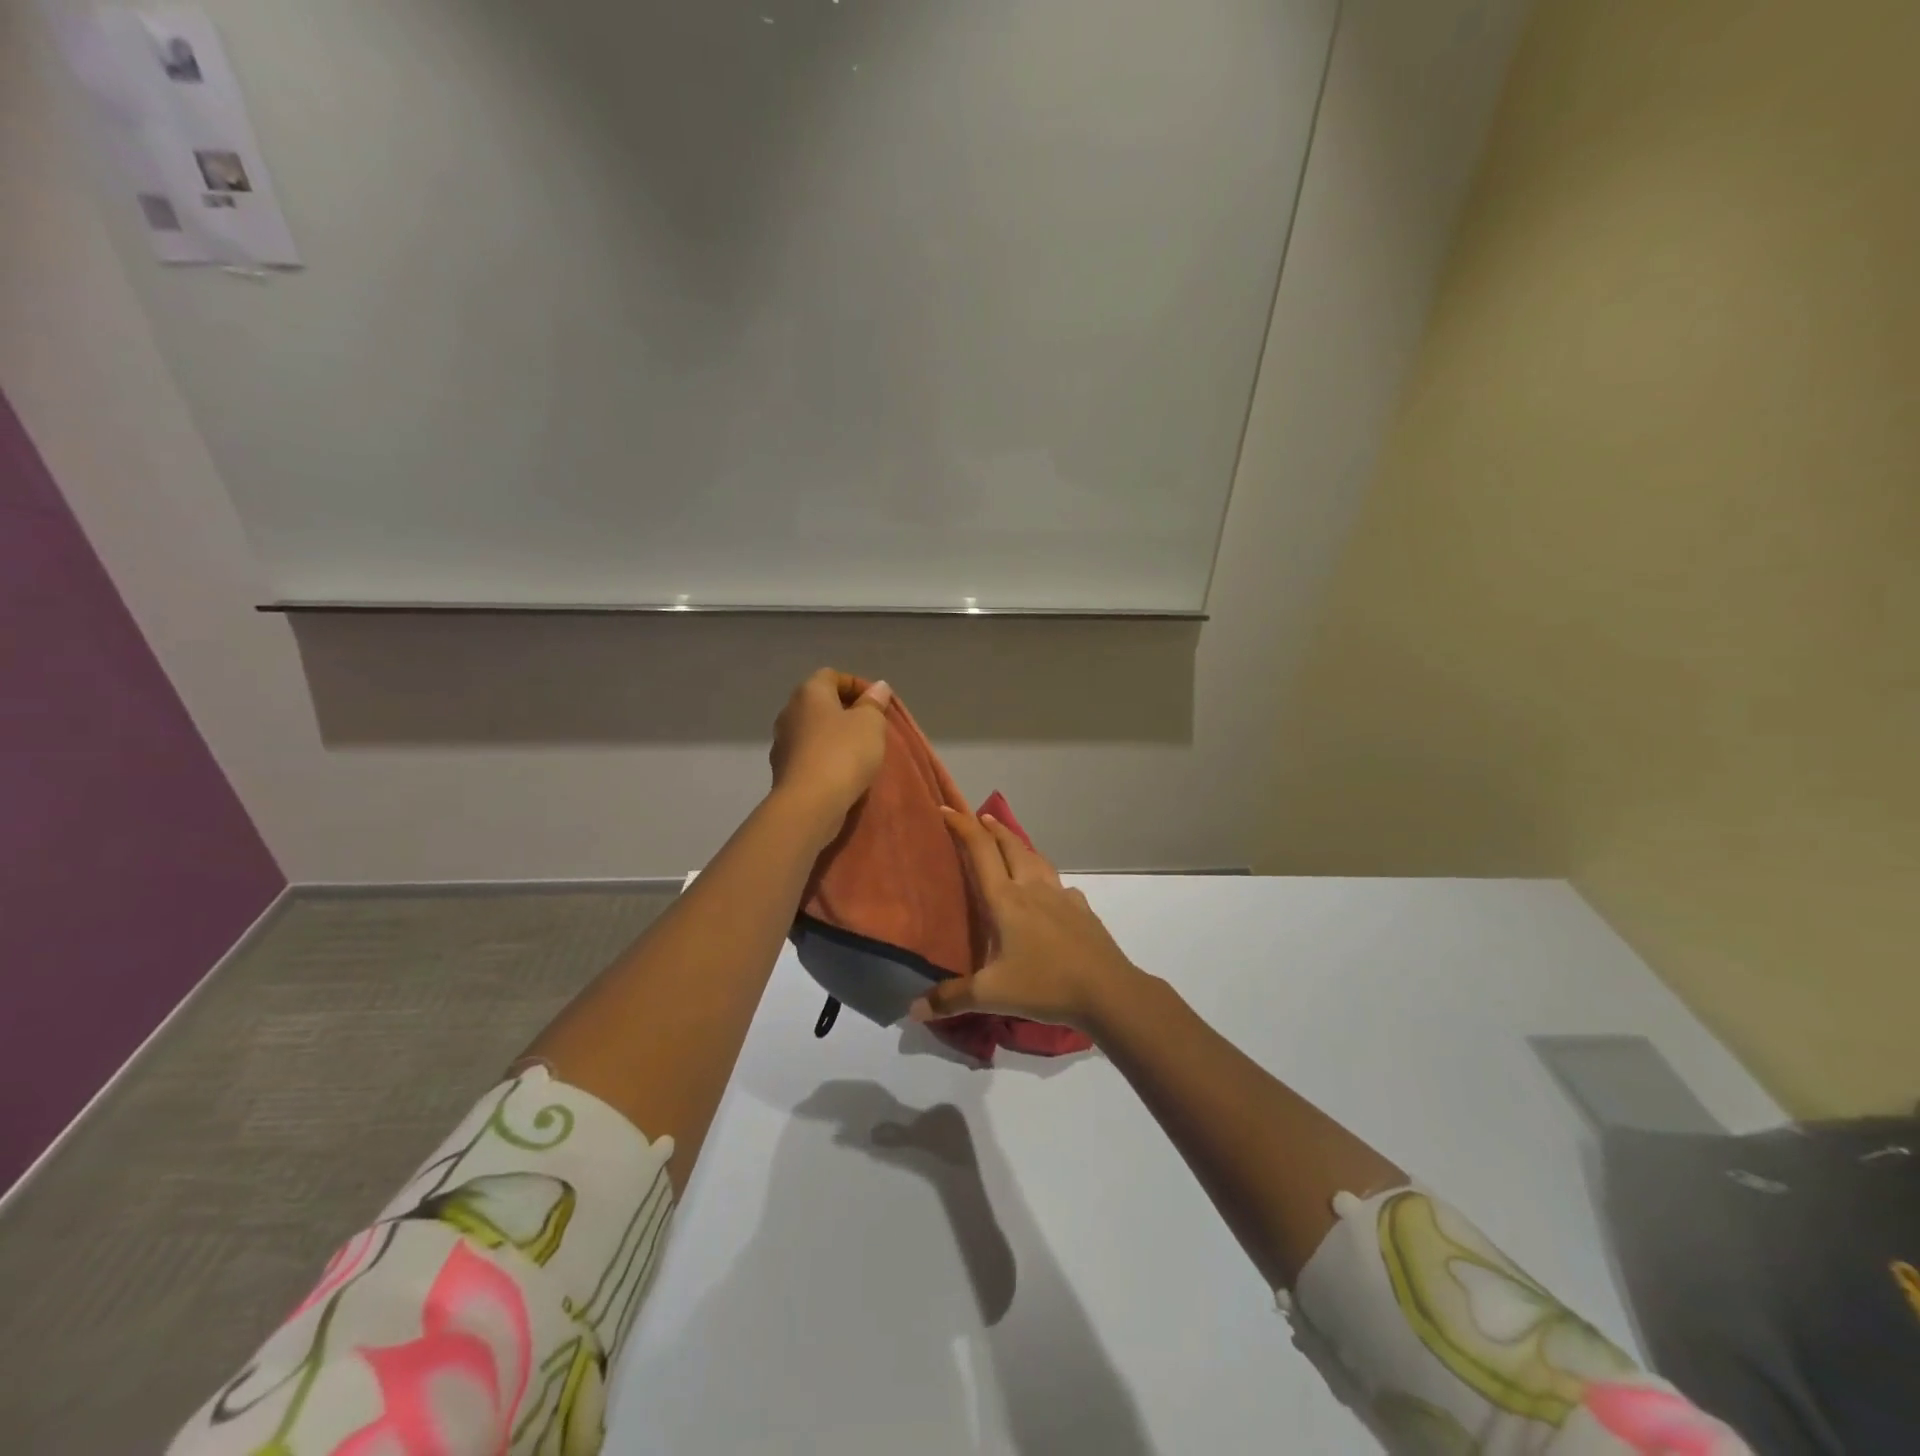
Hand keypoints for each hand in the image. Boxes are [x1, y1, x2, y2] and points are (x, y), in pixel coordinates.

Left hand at [768, 669, 893, 828]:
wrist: (810, 802)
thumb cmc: (844, 752)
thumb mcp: (871, 723)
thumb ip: (874, 703)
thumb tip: (878, 687)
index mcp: (809, 692)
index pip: (832, 675)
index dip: (856, 685)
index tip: (877, 703)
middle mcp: (789, 711)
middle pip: (820, 702)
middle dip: (845, 711)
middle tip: (870, 727)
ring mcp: (782, 741)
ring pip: (813, 730)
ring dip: (833, 736)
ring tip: (858, 751)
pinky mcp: (781, 769)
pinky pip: (807, 754)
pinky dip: (824, 757)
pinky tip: (840, 771)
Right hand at [910, 808, 1143, 1033]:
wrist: (1106, 990)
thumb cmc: (1044, 985)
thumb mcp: (991, 995)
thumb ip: (951, 998)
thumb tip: (913, 1009)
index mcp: (1006, 899)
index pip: (980, 851)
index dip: (962, 826)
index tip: (945, 809)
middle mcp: (1032, 888)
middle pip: (1010, 845)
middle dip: (991, 828)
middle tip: (978, 818)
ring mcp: (1061, 896)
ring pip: (1036, 858)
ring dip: (1019, 845)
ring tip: (1010, 844)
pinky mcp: (1081, 909)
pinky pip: (1058, 884)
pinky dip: (1046, 877)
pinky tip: (1048, 891)